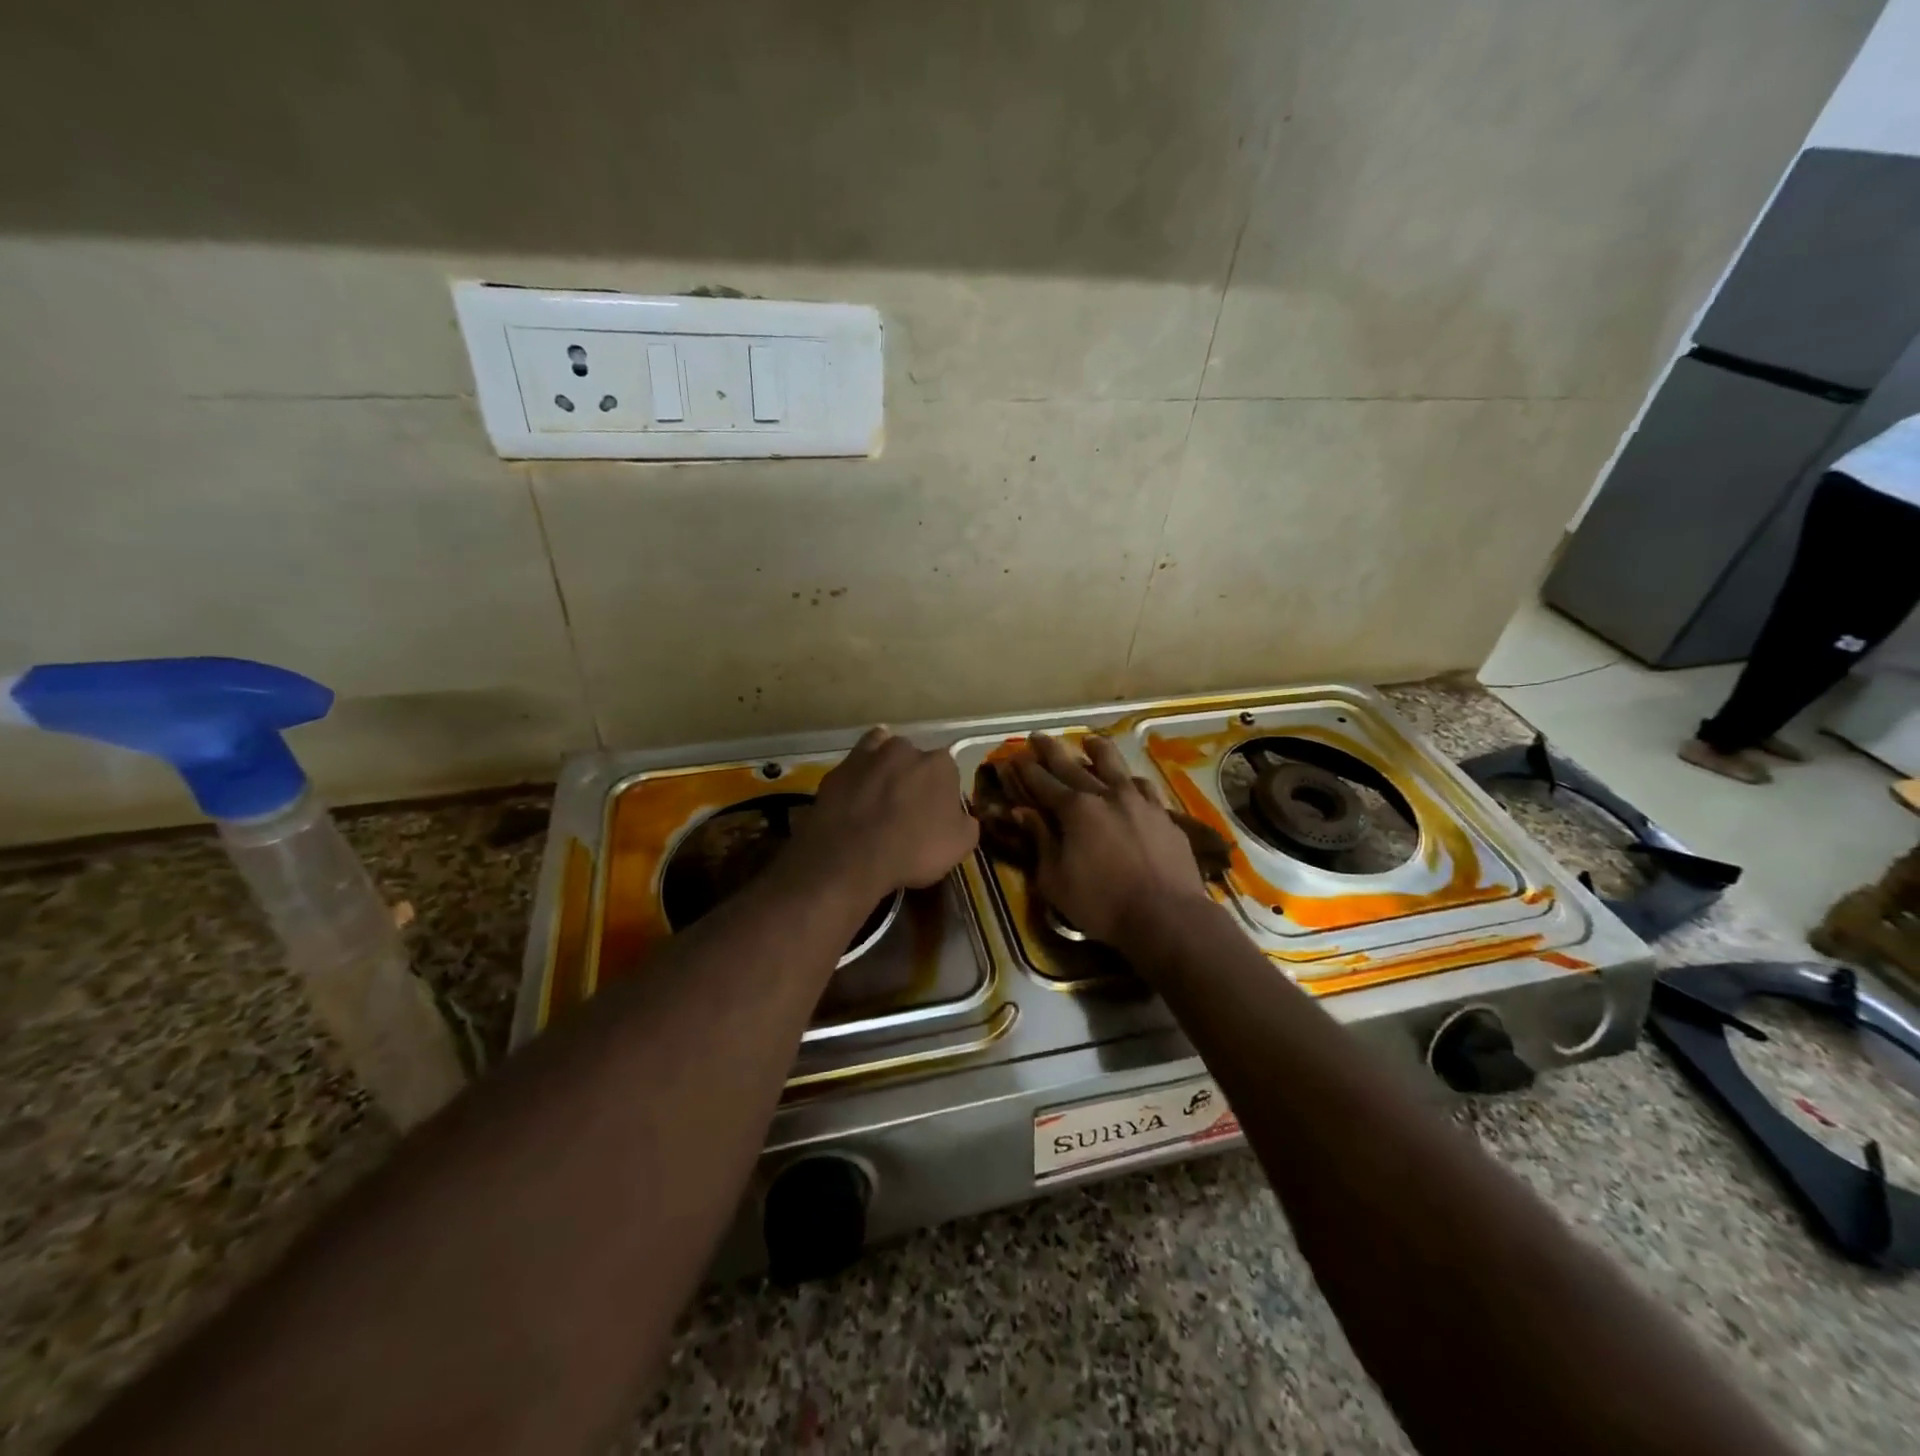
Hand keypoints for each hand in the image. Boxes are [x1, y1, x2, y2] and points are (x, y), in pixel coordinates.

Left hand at [796, 727, 979, 901]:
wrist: (851, 859)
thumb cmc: (913, 850)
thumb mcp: (960, 846)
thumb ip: (967, 823)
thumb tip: (962, 816)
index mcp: (939, 764)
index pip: (948, 770)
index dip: (942, 792)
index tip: (936, 813)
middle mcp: (903, 749)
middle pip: (913, 758)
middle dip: (911, 776)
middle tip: (906, 806)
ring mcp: (866, 756)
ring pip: (879, 752)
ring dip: (882, 769)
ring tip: (879, 797)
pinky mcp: (836, 771)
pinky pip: (851, 769)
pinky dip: (855, 779)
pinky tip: (854, 799)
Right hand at [1003, 732, 1211, 945]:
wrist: (1166, 915)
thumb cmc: (1102, 903)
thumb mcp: (1055, 879)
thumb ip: (1040, 842)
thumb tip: (1023, 813)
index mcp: (1076, 810)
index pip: (1043, 783)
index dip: (1025, 770)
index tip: (1013, 757)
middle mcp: (1107, 795)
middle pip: (1074, 766)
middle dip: (1052, 751)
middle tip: (1038, 737)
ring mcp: (1139, 802)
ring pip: (1116, 766)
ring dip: (1098, 752)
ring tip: (1090, 742)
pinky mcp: (1164, 815)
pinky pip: (1144, 788)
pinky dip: (1130, 781)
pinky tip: (1131, 782)